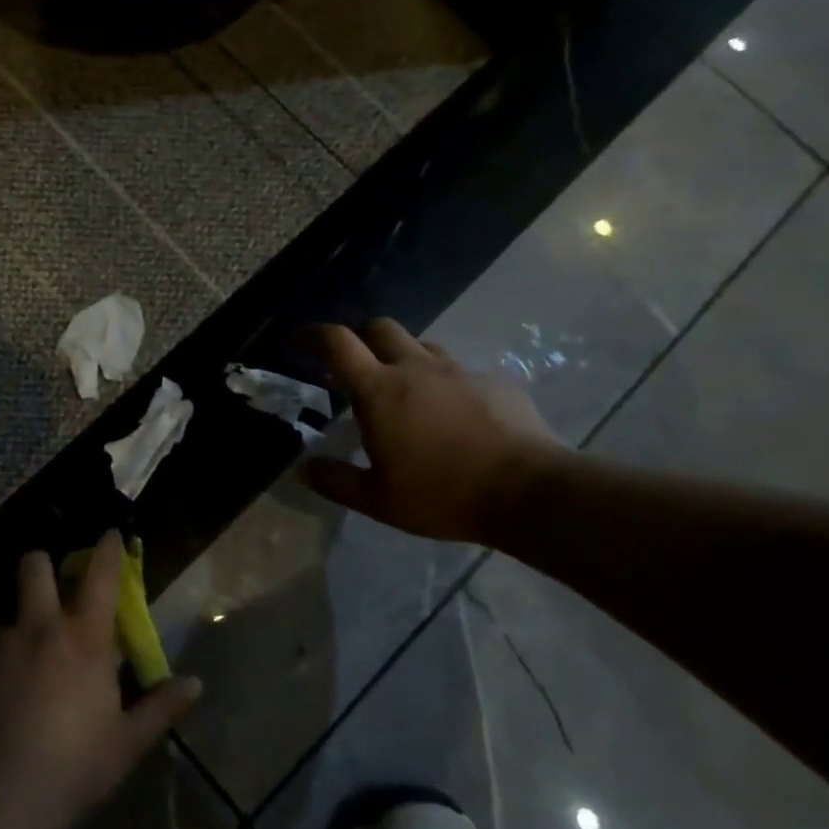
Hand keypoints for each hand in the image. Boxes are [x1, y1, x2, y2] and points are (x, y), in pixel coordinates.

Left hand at [0, 530, 201, 828]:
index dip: (106, 550)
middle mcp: (38, 627)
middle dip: (41, 567)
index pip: (100, 576)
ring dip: (10, 628)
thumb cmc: (75, 767)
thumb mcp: (126, 743)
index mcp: (84, 638)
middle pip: (34, 566)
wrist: (0, 798)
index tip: (108, 534)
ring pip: (0, 612)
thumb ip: (161, 708)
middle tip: (45, 589)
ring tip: (12, 663)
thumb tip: (196, 683)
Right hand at [301, 320, 560, 544]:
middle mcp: (416, 368)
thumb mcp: (378, 500)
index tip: (299, 341)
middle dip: (360, 338)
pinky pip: (460, 372)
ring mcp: (459, 371)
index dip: (313, 335)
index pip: (337, 342)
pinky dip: (446, 384)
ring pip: (421, 346)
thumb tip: (304, 467)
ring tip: (405, 390)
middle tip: (354, 366)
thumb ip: (336, 480)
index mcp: (380, 390)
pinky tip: (455, 415)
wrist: (530, 492)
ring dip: (403, 357)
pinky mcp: (495, 381)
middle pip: (380, 328)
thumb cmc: (442, 494)